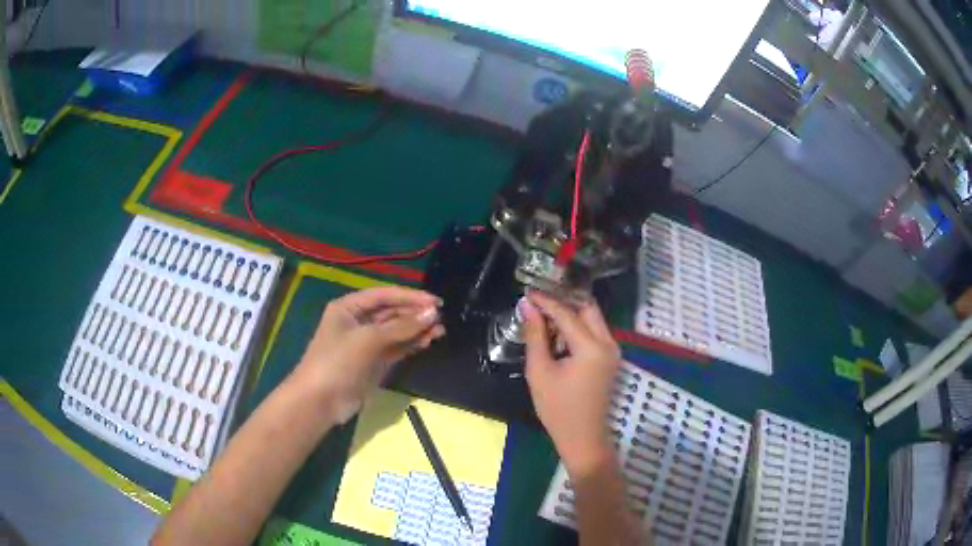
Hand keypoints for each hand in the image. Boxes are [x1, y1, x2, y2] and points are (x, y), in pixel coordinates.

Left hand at [297, 287, 444, 423]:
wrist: (320, 401)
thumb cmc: (338, 362)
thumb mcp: (368, 339)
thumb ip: (401, 326)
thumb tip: (432, 314)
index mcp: (349, 307)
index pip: (385, 295)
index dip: (410, 297)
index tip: (436, 302)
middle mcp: (358, 321)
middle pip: (391, 312)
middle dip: (415, 314)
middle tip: (441, 317)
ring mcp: (366, 343)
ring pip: (396, 331)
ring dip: (416, 329)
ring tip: (441, 329)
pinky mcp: (374, 362)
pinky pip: (396, 348)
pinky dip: (411, 344)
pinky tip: (428, 341)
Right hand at [522, 292, 620, 476]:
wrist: (582, 438)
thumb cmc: (557, 409)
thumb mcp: (540, 371)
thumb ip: (535, 335)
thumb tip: (527, 307)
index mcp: (591, 347)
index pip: (567, 313)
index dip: (546, 301)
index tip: (527, 292)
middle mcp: (608, 343)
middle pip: (587, 308)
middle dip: (563, 301)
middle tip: (539, 301)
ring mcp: (613, 350)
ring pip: (593, 319)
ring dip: (570, 315)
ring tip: (543, 319)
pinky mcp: (610, 358)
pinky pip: (594, 333)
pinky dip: (577, 329)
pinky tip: (557, 336)